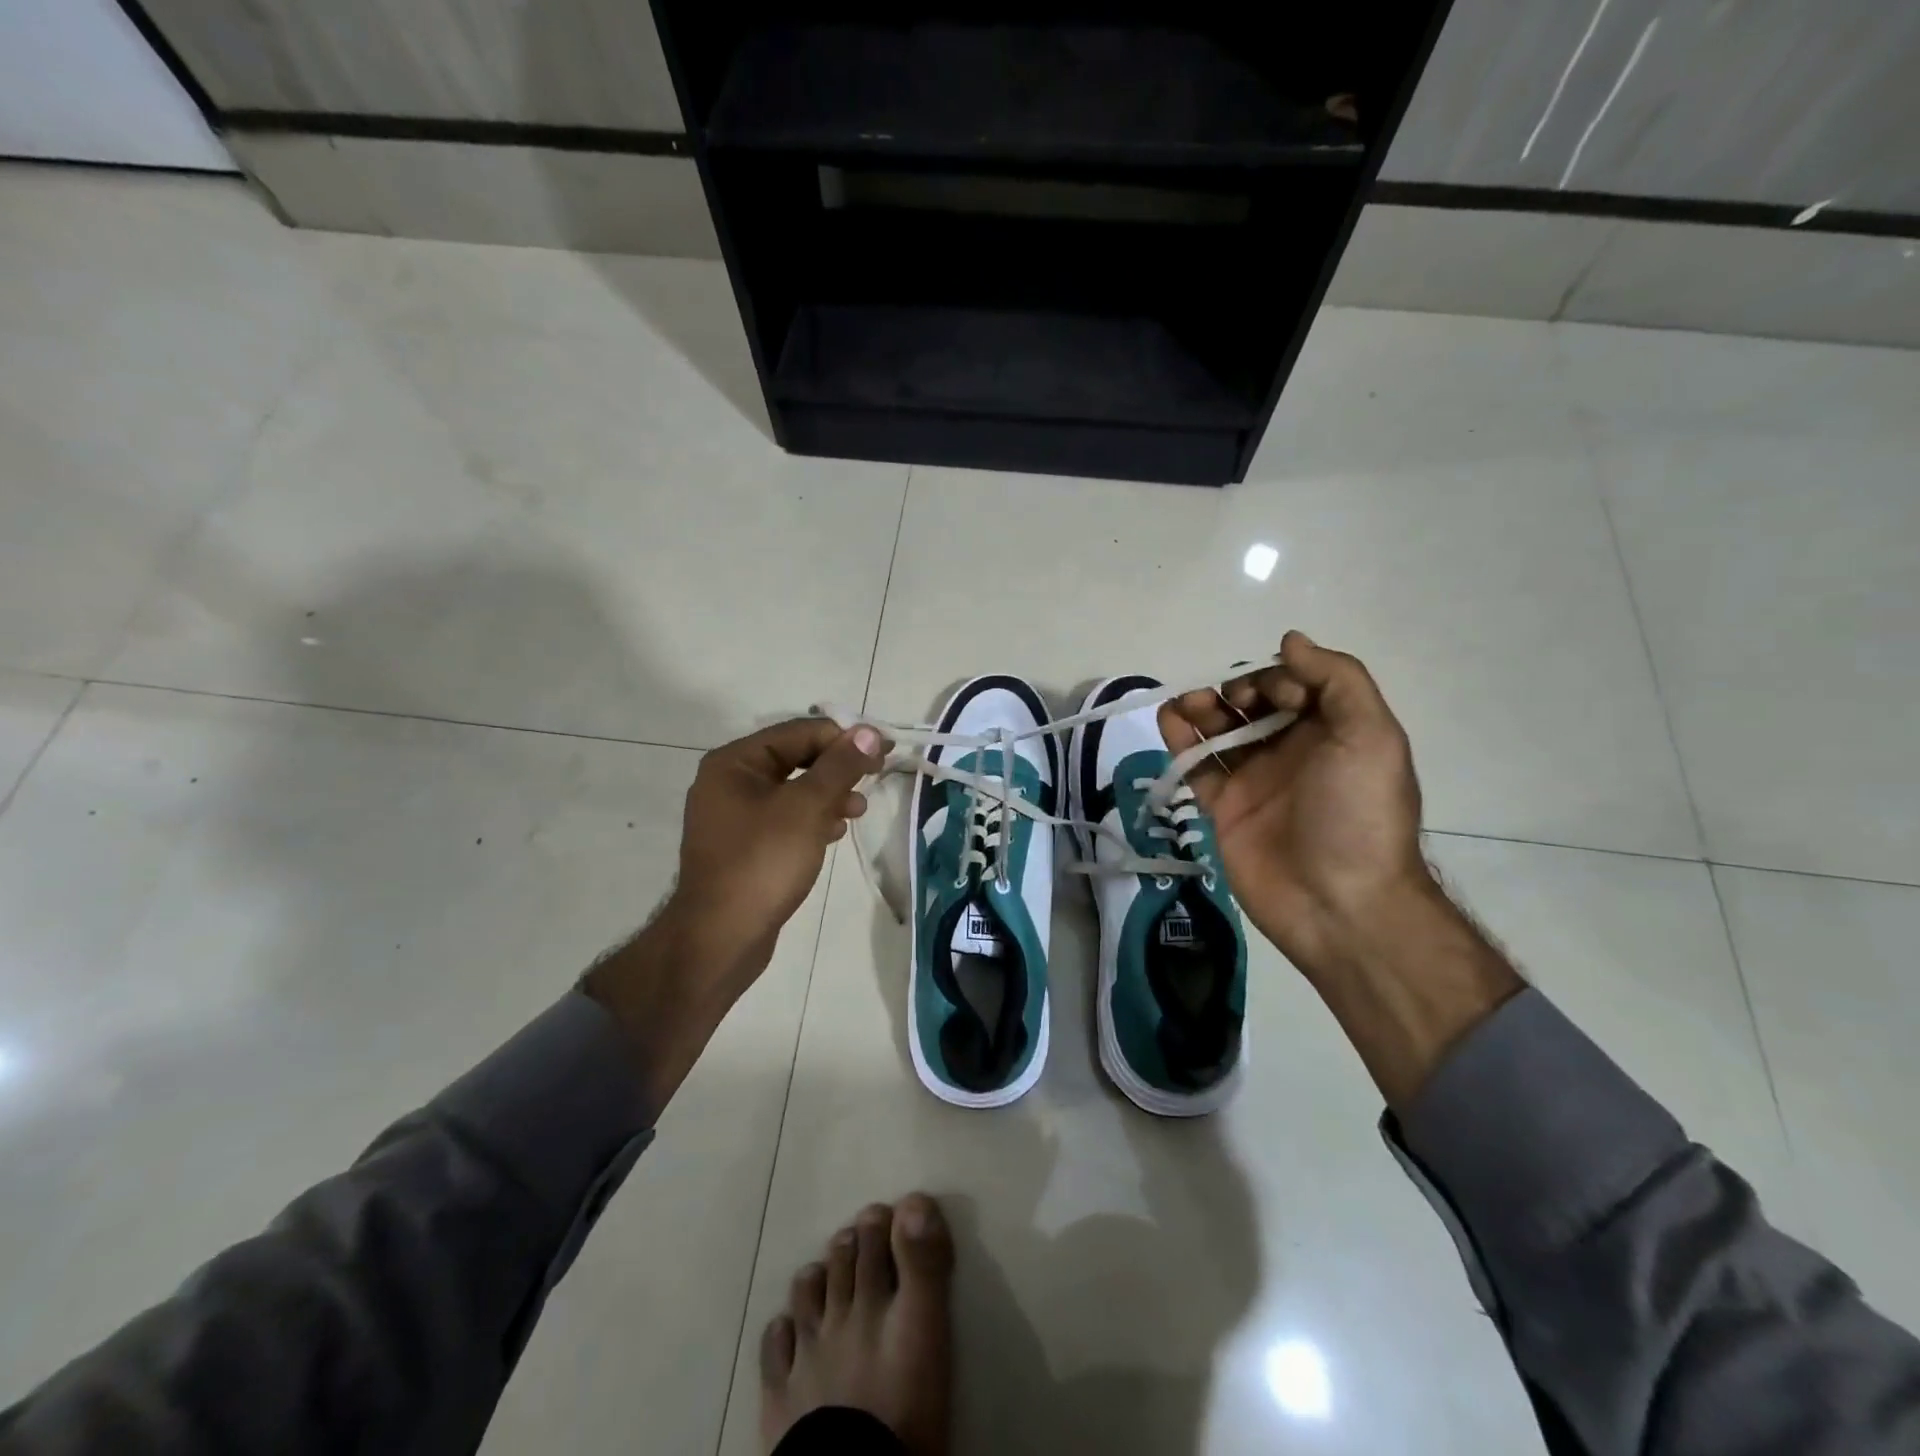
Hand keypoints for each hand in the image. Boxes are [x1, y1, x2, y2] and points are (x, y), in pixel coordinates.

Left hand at [668, 717, 889, 984]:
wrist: (720, 938)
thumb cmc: (763, 862)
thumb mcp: (806, 807)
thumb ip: (839, 766)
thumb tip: (867, 732)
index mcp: (735, 762)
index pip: (799, 732)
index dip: (845, 737)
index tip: (884, 750)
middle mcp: (729, 781)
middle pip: (795, 758)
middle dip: (837, 767)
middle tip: (876, 776)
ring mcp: (734, 816)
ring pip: (793, 790)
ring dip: (829, 794)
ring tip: (859, 810)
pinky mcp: (744, 846)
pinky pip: (785, 819)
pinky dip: (813, 819)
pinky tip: (835, 832)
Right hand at [1160, 631, 1432, 979]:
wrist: (1339, 902)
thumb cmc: (1358, 813)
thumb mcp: (1370, 734)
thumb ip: (1337, 679)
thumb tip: (1289, 640)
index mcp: (1332, 732)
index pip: (1295, 685)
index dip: (1277, 678)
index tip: (1270, 695)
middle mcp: (1291, 751)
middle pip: (1253, 705)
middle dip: (1235, 690)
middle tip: (1227, 701)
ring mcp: (1253, 781)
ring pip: (1219, 731)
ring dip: (1201, 708)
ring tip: (1187, 704)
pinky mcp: (1222, 808)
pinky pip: (1196, 766)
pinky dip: (1179, 739)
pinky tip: (1167, 718)